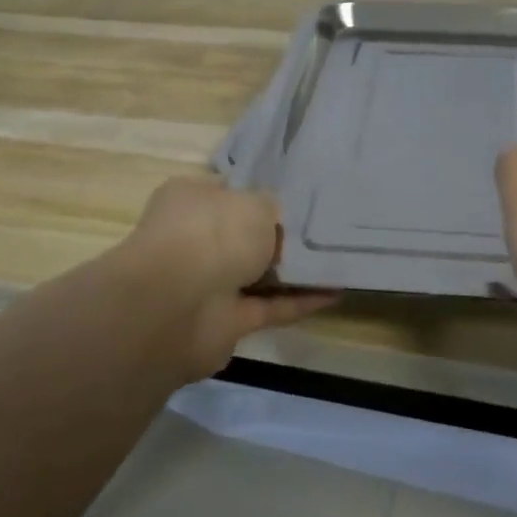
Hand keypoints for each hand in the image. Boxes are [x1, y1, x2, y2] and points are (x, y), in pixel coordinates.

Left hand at [123, 176, 336, 378]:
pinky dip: (299, 302)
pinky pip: (269, 307)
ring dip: (293, 273)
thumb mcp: (256, 203)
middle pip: (243, 237)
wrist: (179, 306)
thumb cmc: (214, 234)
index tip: (300, 200)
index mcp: (191, 200)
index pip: (228, 194)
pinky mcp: (224, 322)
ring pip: (257, 274)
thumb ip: (272, 210)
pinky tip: (335, 292)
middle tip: (325, 230)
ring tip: (338, 261)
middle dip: (278, 237)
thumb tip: (276, 223)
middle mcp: (195, 240)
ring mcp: (207, 283)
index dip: (261, 197)